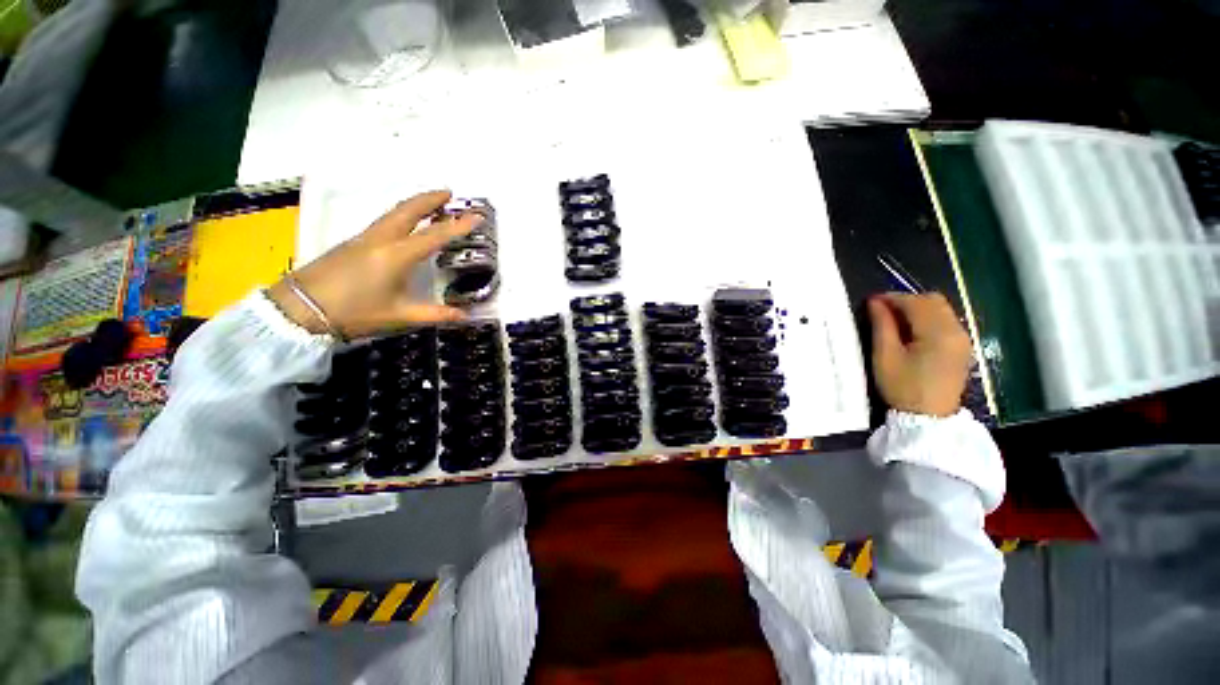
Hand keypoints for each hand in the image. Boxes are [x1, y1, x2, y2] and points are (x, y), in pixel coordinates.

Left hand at [268, 190, 479, 338]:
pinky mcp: (353, 242)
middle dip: (430, 199)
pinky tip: (405, 223)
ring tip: (432, 203)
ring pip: (394, 212)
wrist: (300, 308)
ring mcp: (365, 238)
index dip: (459, 226)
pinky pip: (384, 220)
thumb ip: (435, 314)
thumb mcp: (400, 315)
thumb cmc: (354, 311)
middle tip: (449, 193)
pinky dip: (401, 214)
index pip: (435, 235)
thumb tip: (466, 316)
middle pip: (409, 210)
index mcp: (397, 255)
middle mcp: (382, 239)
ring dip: (415, 204)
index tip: (477, 215)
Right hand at [867, 292, 972, 416]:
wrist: (929, 419)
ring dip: (917, 309)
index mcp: (937, 333)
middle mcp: (956, 331)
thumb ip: (882, 326)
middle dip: (906, 300)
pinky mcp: (962, 348)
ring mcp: (962, 339)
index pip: (915, 302)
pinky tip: (911, 331)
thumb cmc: (903, 387)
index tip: (870, 302)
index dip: (892, 298)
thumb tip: (875, 302)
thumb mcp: (885, 356)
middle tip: (882, 310)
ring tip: (894, 320)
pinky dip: (927, 319)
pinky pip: (945, 321)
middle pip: (933, 301)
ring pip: (941, 309)